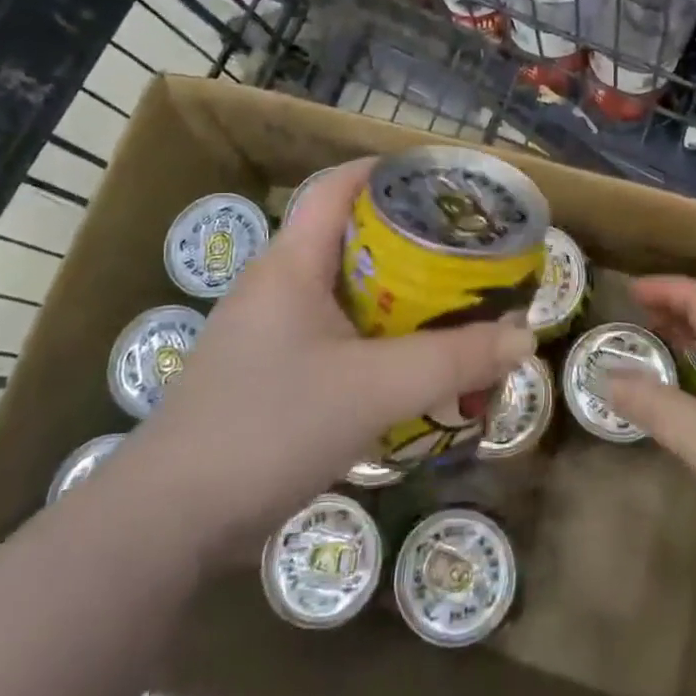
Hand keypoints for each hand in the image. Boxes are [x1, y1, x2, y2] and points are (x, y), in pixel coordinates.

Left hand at [117, 159, 536, 564]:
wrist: (169, 523)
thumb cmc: (270, 427)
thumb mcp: (375, 389)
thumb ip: (454, 361)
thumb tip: (525, 336)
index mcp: (290, 264)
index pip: (336, 187)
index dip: (387, 172)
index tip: (443, 184)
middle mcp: (276, 287)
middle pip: (350, 240)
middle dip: (410, 243)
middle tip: (467, 255)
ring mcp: (268, 334)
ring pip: (345, 295)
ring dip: (398, 300)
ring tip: (453, 309)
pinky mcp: (269, 377)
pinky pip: (335, 339)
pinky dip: (378, 342)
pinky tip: (411, 368)